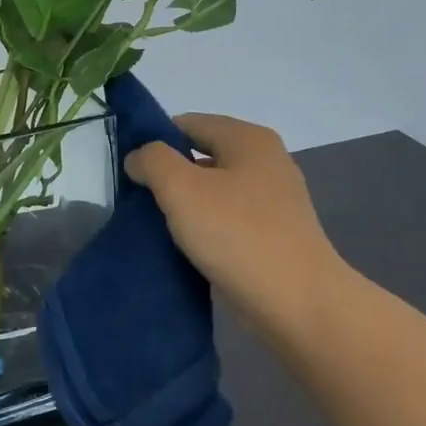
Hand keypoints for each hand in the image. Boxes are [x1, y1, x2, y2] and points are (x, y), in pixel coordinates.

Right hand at [125, 113, 344, 331]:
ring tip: (156, 224)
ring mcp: (274, 199)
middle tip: (137, 199)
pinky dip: (205, 226)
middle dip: (168, 174)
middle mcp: (266, 160)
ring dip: (185, 203)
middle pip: (202, 155)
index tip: (129, 169)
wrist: (296, 302)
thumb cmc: (237, 234)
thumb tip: (139, 157)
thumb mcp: (181, 188)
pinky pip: (228, 218)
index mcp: (248, 139)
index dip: (154, 140)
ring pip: (214, 189)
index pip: (188, 123)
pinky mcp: (274, 233)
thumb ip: (153, 160)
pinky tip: (186, 245)